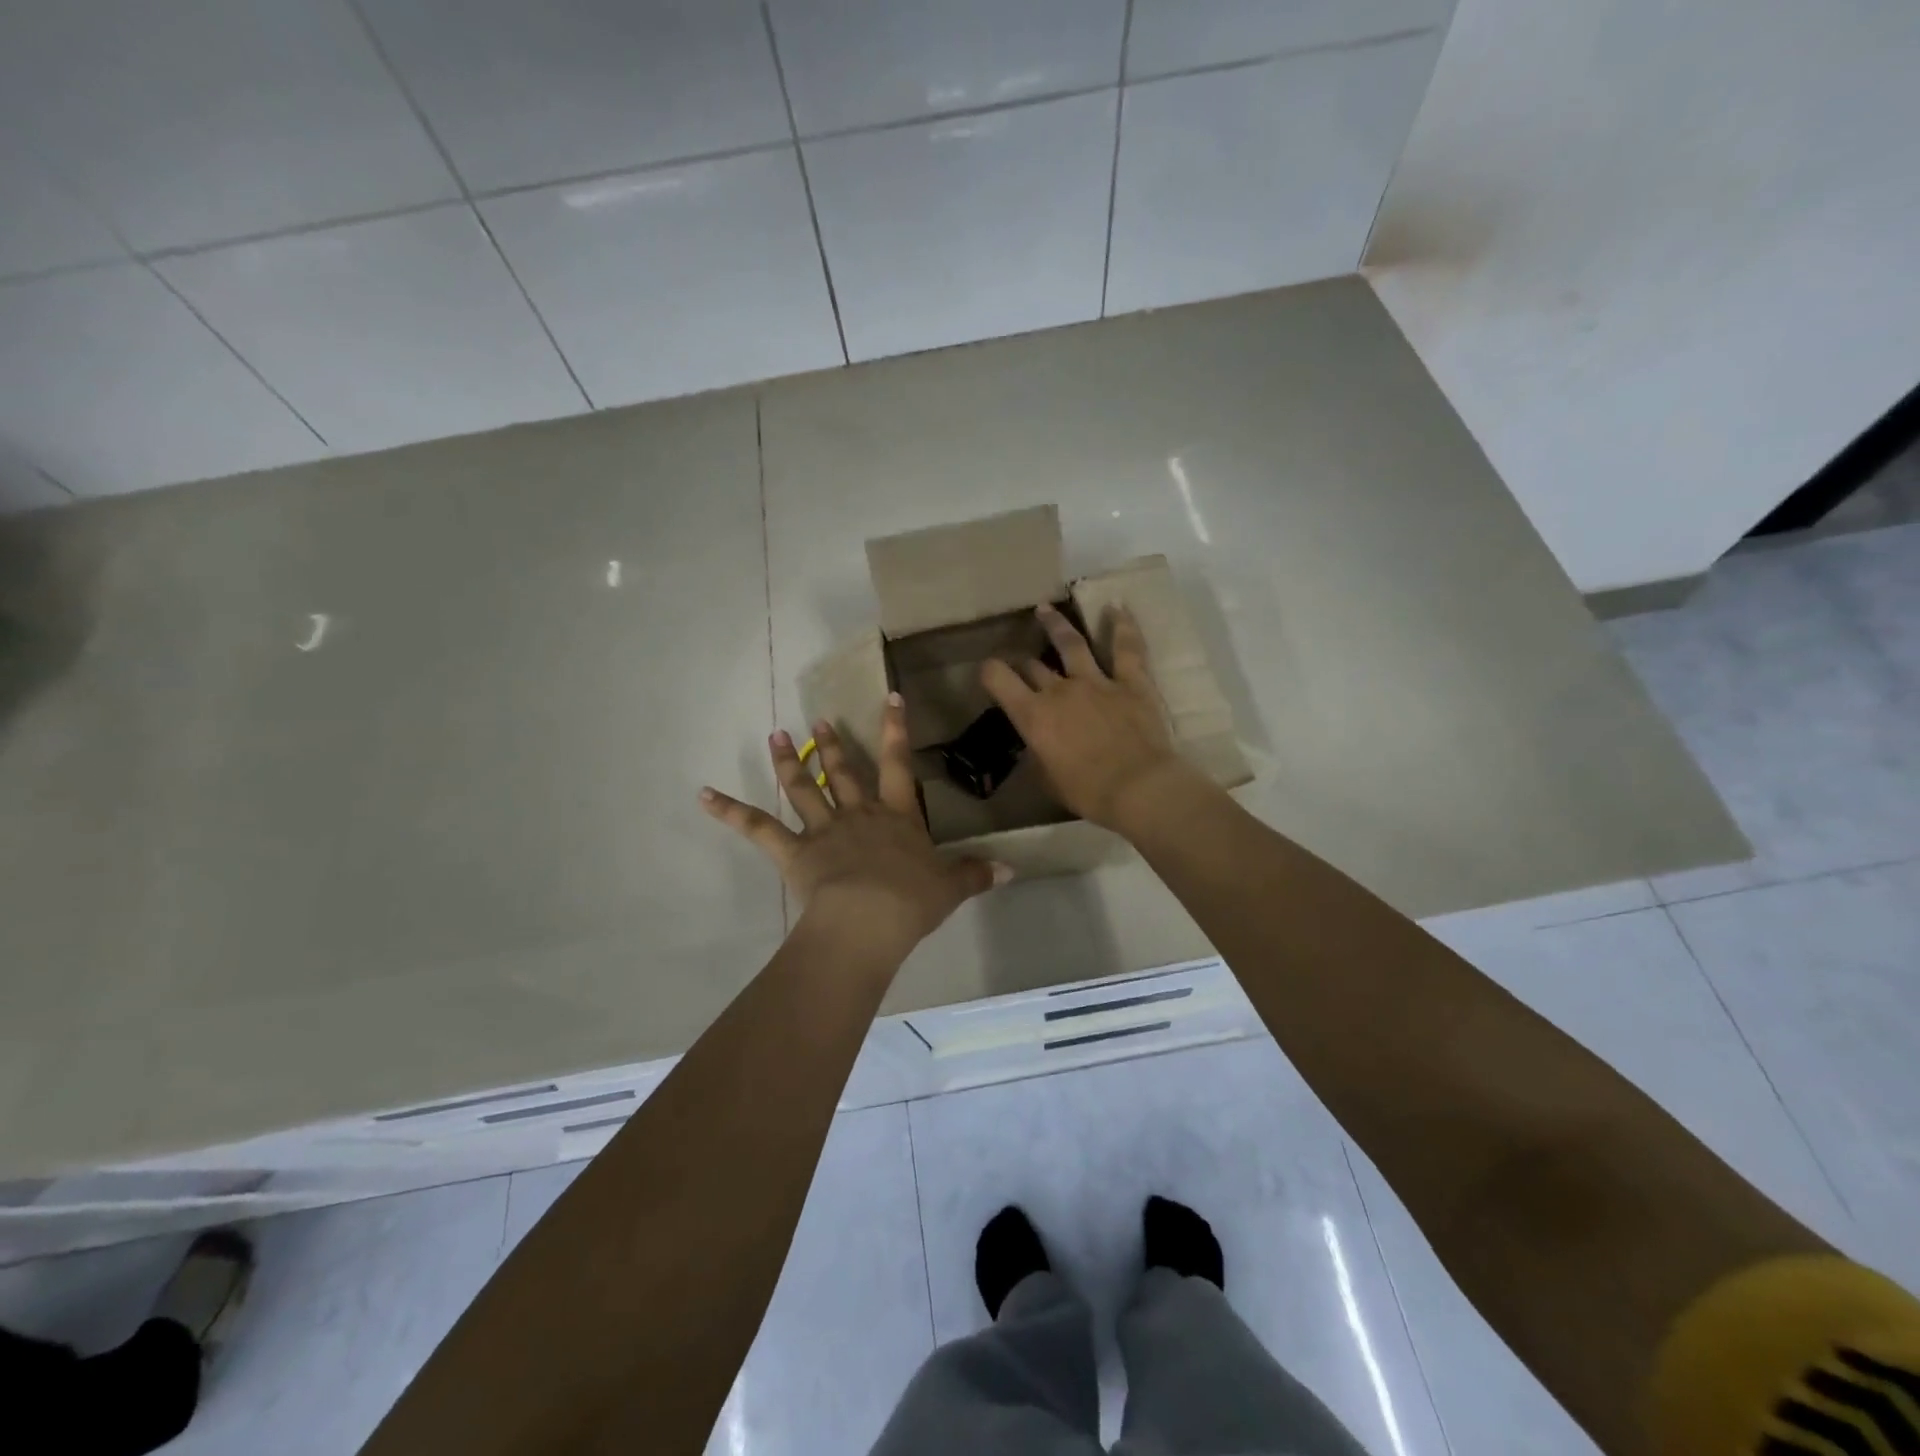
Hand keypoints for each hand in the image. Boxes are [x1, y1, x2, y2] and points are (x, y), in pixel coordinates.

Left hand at [700, 694, 1005, 952]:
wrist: (870, 919)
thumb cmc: (912, 901)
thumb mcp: (950, 887)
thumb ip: (975, 874)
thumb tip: (1010, 870)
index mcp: (897, 818)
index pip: (899, 764)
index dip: (895, 730)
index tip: (888, 697)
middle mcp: (858, 814)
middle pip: (845, 772)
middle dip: (835, 743)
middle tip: (819, 716)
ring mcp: (823, 829)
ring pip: (803, 788)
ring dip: (789, 761)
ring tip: (776, 734)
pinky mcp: (794, 851)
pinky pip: (757, 828)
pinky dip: (729, 811)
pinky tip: (702, 794)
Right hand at [981, 603, 1187, 830]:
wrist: (1139, 788)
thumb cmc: (1088, 792)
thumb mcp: (1047, 779)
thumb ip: (1037, 754)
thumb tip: (1035, 744)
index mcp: (1033, 715)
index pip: (999, 679)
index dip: (990, 671)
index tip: (989, 671)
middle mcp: (1060, 690)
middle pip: (1033, 666)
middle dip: (1024, 662)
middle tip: (1023, 663)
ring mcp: (1097, 681)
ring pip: (1071, 644)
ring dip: (1056, 625)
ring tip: (1046, 610)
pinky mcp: (1131, 681)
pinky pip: (1126, 648)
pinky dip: (1122, 625)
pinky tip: (1116, 607)